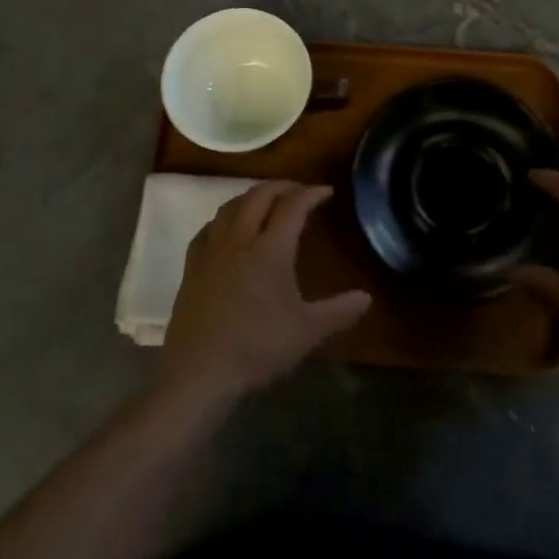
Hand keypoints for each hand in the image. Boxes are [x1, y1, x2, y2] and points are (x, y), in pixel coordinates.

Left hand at [158, 182, 370, 407]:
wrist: (200, 372)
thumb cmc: (257, 347)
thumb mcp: (307, 332)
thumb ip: (339, 312)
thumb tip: (367, 297)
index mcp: (270, 248)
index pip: (293, 206)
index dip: (311, 194)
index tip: (326, 191)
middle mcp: (240, 239)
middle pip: (259, 196)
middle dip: (281, 187)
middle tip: (298, 190)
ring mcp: (212, 250)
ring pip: (231, 206)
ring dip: (251, 196)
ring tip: (265, 202)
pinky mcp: (192, 266)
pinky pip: (208, 228)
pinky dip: (224, 219)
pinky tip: (227, 230)